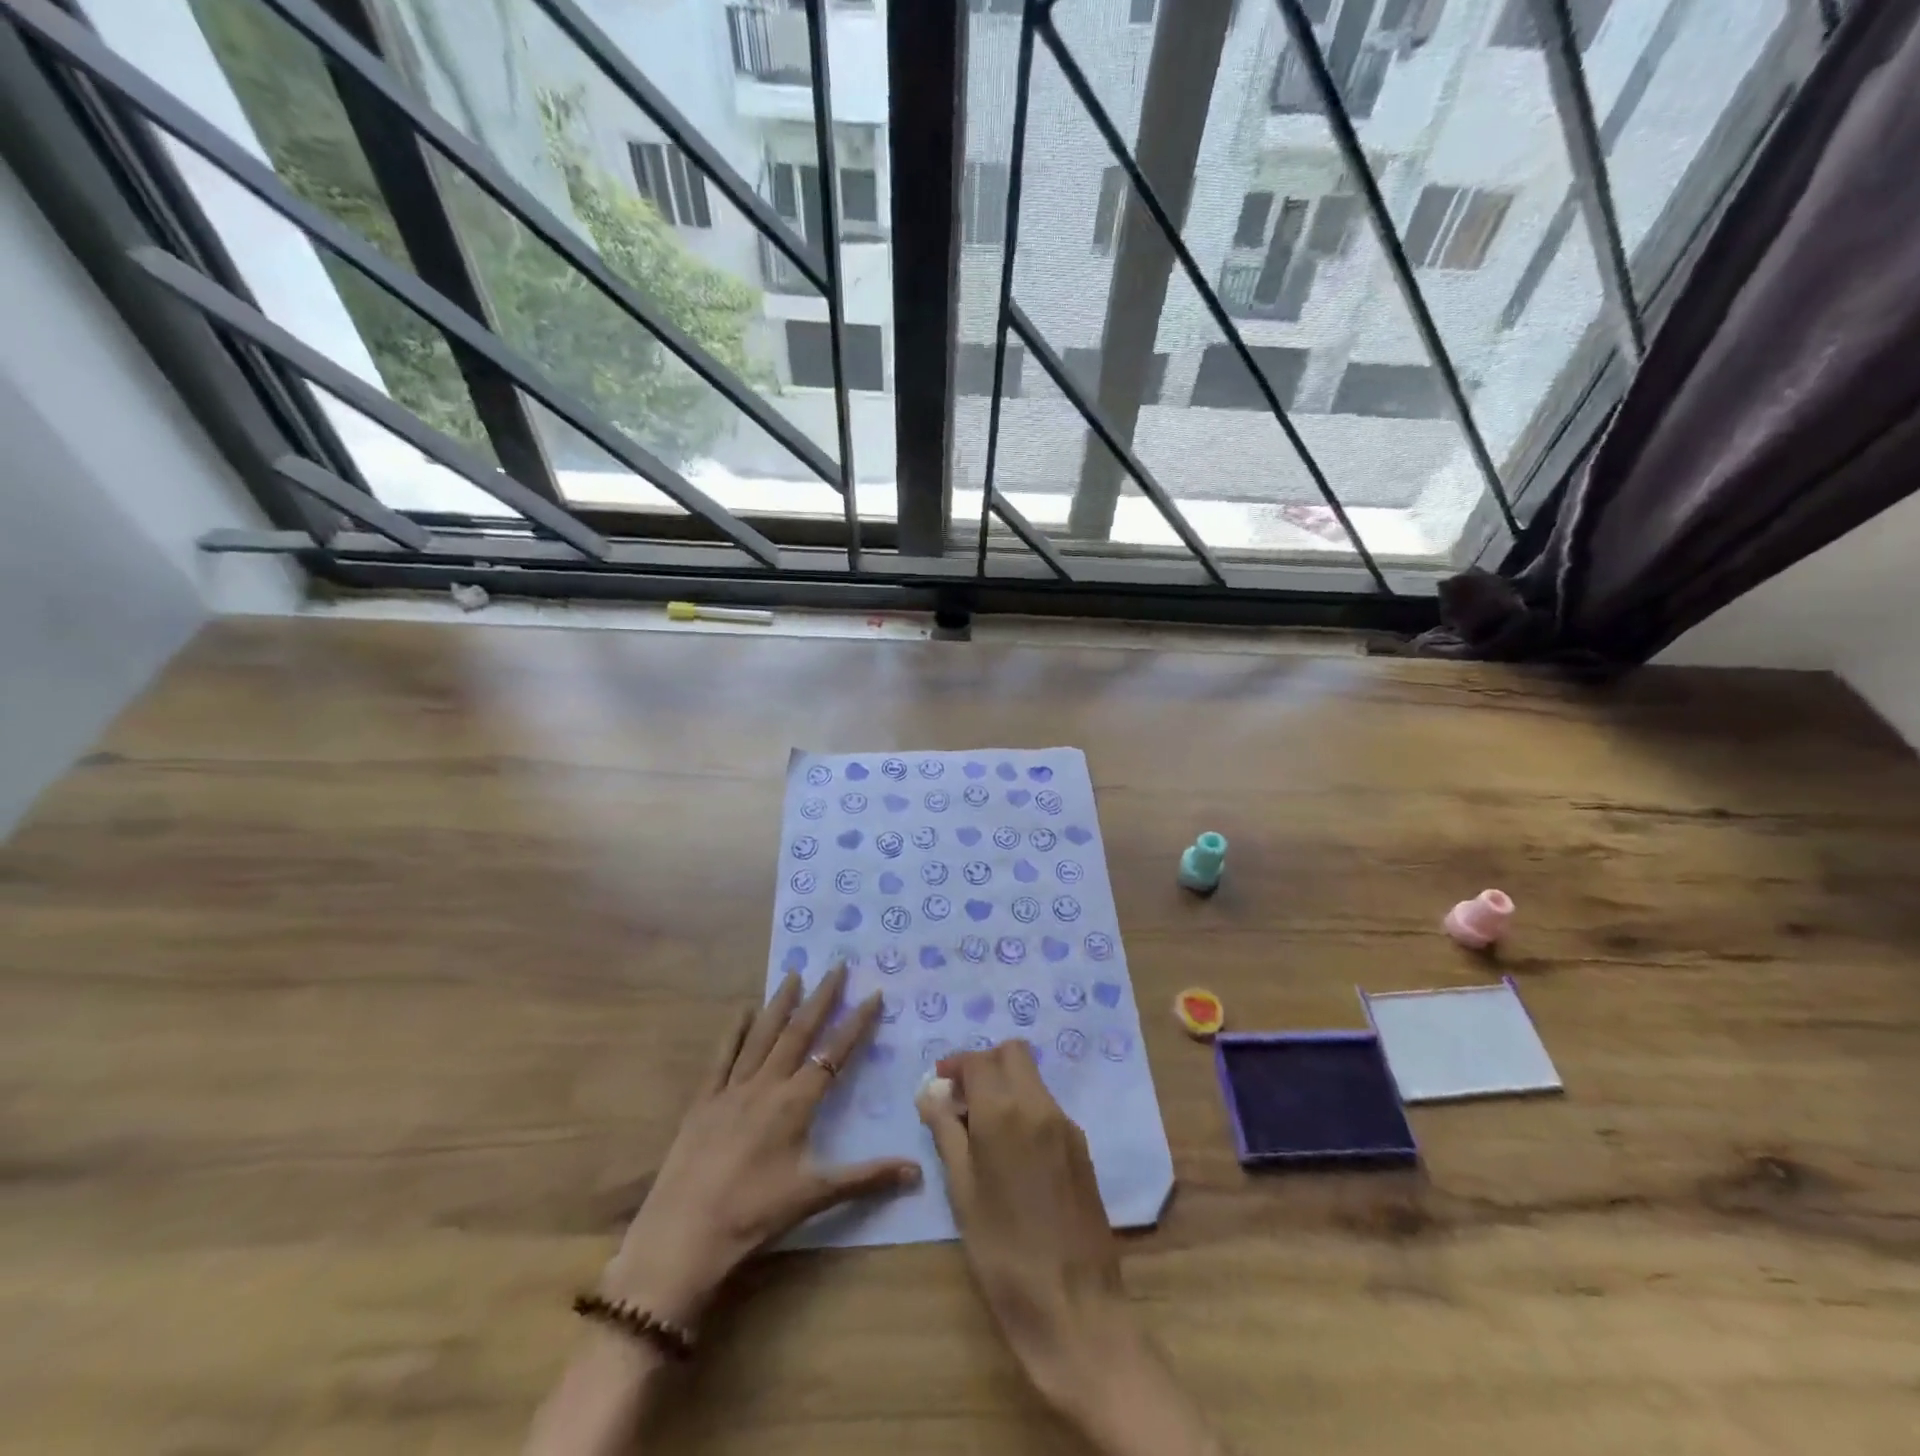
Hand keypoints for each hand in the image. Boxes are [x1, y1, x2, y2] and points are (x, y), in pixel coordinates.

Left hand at [603, 964, 921, 1327]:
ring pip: (761, 1035)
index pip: (834, 1054)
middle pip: (798, 1032)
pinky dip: (734, 1030)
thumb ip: (866, 1178)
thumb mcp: (814, 1195)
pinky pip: (722, 1056)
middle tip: (837, 965)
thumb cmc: (752, 1215)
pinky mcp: (703, 1101)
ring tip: (794, 973)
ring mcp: (731, 1089)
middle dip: (821, 998)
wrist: (682, 1237)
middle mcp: (766, 1085)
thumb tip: (916, 1171)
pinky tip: (742, 1010)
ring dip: (780, 1003)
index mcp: (795, 1103)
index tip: (874, 993)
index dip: (856, 1023)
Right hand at [915, 1041, 1126, 1400]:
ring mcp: (1066, 1125)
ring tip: (981, 1130)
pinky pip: (1047, 1106)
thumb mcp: (962, 1193)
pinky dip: (1024, 1108)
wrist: (1075, 1308)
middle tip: (961, 1100)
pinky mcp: (1082, 1147)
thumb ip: (946, 1134)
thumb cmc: (1004, 1254)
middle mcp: (1040, 1106)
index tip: (938, 1087)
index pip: (978, 1060)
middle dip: (984, 1065)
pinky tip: (1010, 1152)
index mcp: (1005, 1113)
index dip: (954, 1066)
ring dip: (1005, 1085)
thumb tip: (930, 1095)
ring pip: (1032, 1078)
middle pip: (1012, 1054)